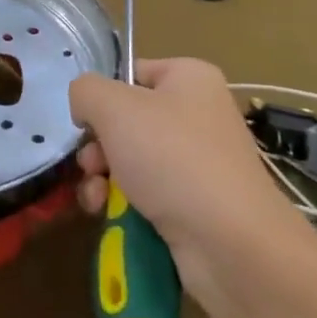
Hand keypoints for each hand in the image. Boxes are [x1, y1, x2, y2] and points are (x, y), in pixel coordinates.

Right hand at [70, 57, 307, 301]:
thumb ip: (85, 91)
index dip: (103, 96)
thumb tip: (84, 106)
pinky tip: (108, 215)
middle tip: (90, 165)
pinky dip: (123, 203)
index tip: (86, 122)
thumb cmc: (172, 157)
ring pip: (132, 160)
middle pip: (127, 120)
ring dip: (103, 178)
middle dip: (98, 146)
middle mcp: (199, 114)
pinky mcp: (197, 205)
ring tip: (95, 197)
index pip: (132, 73)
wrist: (231, 244)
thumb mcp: (114, 107)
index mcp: (190, 78)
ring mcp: (200, 162)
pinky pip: (148, 194)